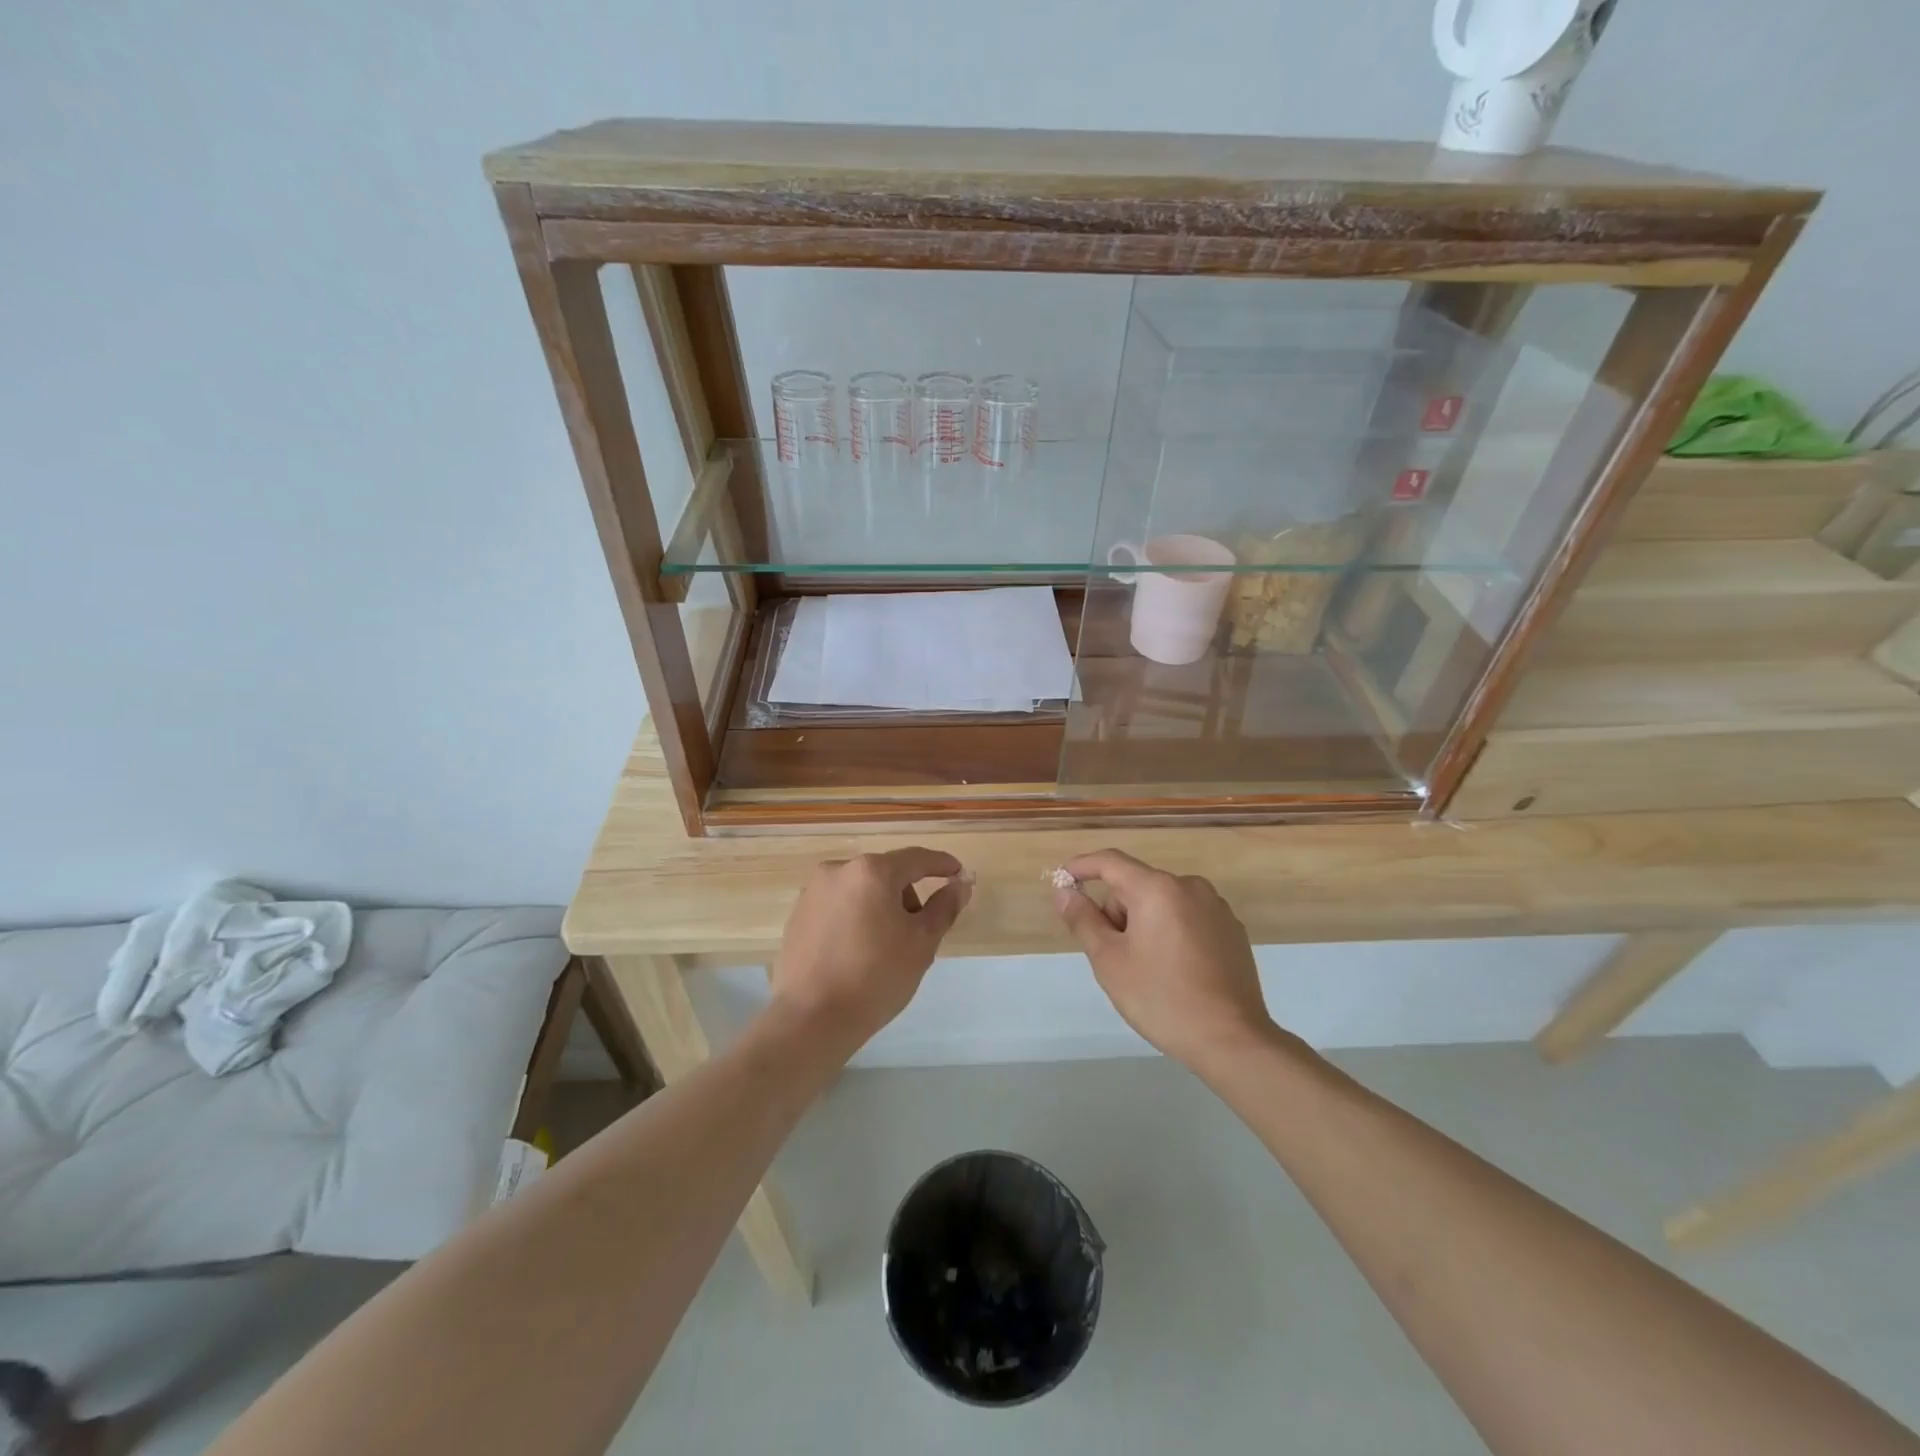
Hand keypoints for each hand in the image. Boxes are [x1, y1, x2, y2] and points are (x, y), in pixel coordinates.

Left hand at [769, 848, 971, 1052]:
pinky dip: (855, 919)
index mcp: (871, 871)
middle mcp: (837, 870)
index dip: (942, 865)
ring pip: (861, 890)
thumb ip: (944, 907)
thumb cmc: (876, 976)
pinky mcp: (797, 916)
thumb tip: (960, 884)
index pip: (916, 859)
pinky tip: (858, 953)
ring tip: (886, 948)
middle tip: (920, 931)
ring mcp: (812, 892)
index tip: (959, 873)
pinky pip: (838, 907)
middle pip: (886, 874)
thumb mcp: (921, 942)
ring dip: (880, 907)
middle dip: (908, 895)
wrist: (812, 1018)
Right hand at [1053, 849, 1274, 1070]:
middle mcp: (1190, 886)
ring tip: (1148, 970)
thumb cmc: (1161, 998)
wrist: (1232, 1040)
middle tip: (1115, 958)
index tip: (1061, 880)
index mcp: (1158, 889)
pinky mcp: (1232, 930)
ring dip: (1144, 924)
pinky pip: (1187, 918)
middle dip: (1117, 913)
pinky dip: (1171, 933)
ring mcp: (1216, 907)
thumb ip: (1083, 920)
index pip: (1110, 862)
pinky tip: (1176, 972)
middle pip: (1136, 886)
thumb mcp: (1109, 961)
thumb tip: (1064, 892)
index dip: (1081, 867)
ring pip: (1162, 903)